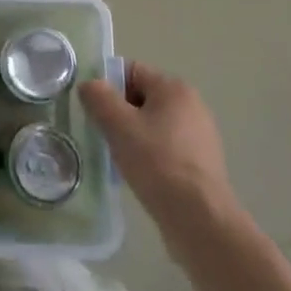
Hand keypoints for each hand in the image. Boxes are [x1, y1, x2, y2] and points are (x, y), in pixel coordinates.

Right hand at [79, 62, 243, 237]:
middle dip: (119, 113)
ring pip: (152, 124)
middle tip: (101, 135)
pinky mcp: (201, 162)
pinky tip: (139, 175)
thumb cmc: (157, 163)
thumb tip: (90, 85)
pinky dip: (149, 155)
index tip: (92, 109)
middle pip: (142, 98)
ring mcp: (200, 135)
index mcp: (174, 88)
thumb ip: (99, 98)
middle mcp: (192, 105)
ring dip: (132, 136)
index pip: (131, 71)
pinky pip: (165, 147)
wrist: (200, 218)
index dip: (107, 86)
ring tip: (118, 158)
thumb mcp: (119, 126)